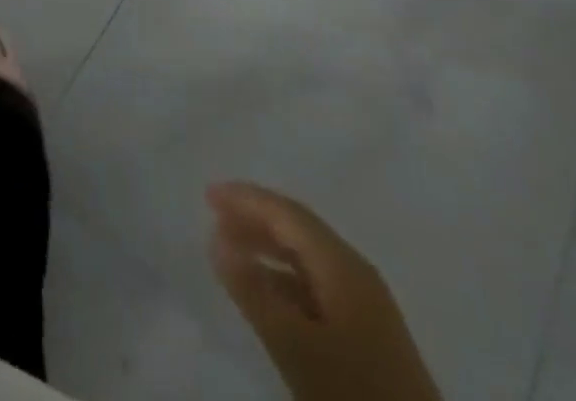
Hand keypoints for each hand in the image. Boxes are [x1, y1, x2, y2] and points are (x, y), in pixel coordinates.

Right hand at [207, 181, 440, 400]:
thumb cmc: (352, 390)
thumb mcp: (294, 343)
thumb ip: (253, 290)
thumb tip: (215, 237)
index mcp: (343, 262)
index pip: (287, 213)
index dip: (246, 198)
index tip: (208, 194)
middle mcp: (355, 271)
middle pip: (298, 229)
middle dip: (254, 218)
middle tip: (213, 215)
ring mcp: (365, 302)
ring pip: (307, 257)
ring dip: (267, 248)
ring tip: (231, 250)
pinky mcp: (367, 332)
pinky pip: (316, 284)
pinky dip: (284, 278)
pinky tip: (266, 293)